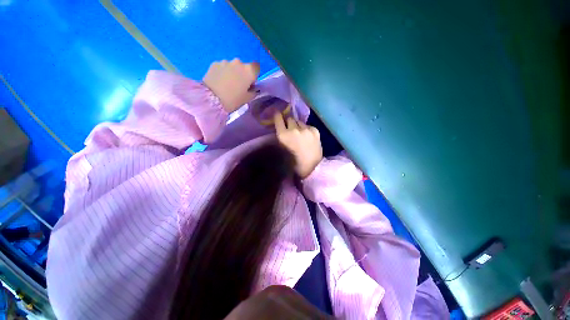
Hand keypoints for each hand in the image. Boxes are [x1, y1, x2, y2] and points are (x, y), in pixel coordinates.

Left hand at [203, 59, 259, 112]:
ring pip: (232, 66)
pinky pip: (222, 67)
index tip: (250, 83)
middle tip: (238, 85)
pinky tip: (219, 82)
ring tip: (226, 84)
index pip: (256, 67)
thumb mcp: (247, 99)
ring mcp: (225, 61)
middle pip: (243, 66)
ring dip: (231, 73)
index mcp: (249, 71)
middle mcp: (238, 62)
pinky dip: (222, 73)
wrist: (211, 99)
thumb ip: (253, 91)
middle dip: (242, 74)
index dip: (254, 75)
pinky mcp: (214, 63)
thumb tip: (252, 88)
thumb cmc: (233, 100)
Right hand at [274, 112, 322, 178]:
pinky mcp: (315, 130)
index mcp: (283, 135)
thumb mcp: (283, 150)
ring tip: (300, 134)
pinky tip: (308, 137)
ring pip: (299, 121)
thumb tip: (282, 129)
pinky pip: (308, 125)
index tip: (277, 114)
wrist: (312, 167)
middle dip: (289, 123)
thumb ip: (282, 137)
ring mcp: (305, 129)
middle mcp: (293, 129)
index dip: (277, 116)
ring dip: (298, 126)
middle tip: (291, 130)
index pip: (278, 118)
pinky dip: (306, 129)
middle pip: (289, 118)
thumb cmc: (294, 162)